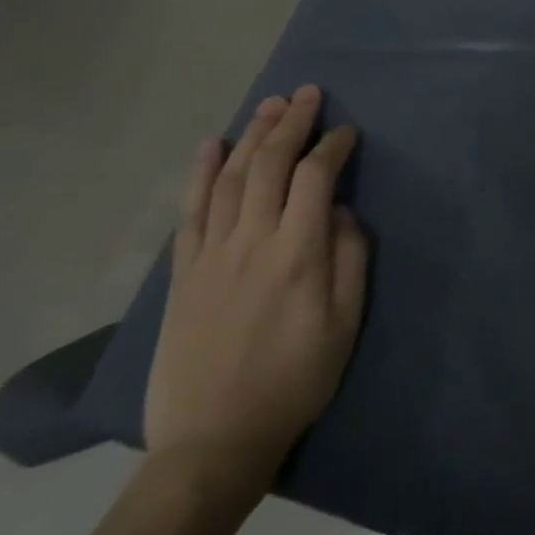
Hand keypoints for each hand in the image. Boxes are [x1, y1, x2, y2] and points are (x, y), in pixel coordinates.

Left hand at [144, 86, 368, 504]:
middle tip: (307, 93)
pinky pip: (190, 210)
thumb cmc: (295, 381)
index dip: (333, 146)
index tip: (346, 131)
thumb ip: (351, 259)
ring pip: (230, 177)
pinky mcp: (183, 272)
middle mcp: (252, 241)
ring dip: (251, 135)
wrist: (213, 441)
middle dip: (291, 123)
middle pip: (269, 164)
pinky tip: (211, 145)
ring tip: (270, 105)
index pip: (316, 178)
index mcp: (298, 253)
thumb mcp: (345, 324)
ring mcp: (211, 254)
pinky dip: (199, 172)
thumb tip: (343, 213)